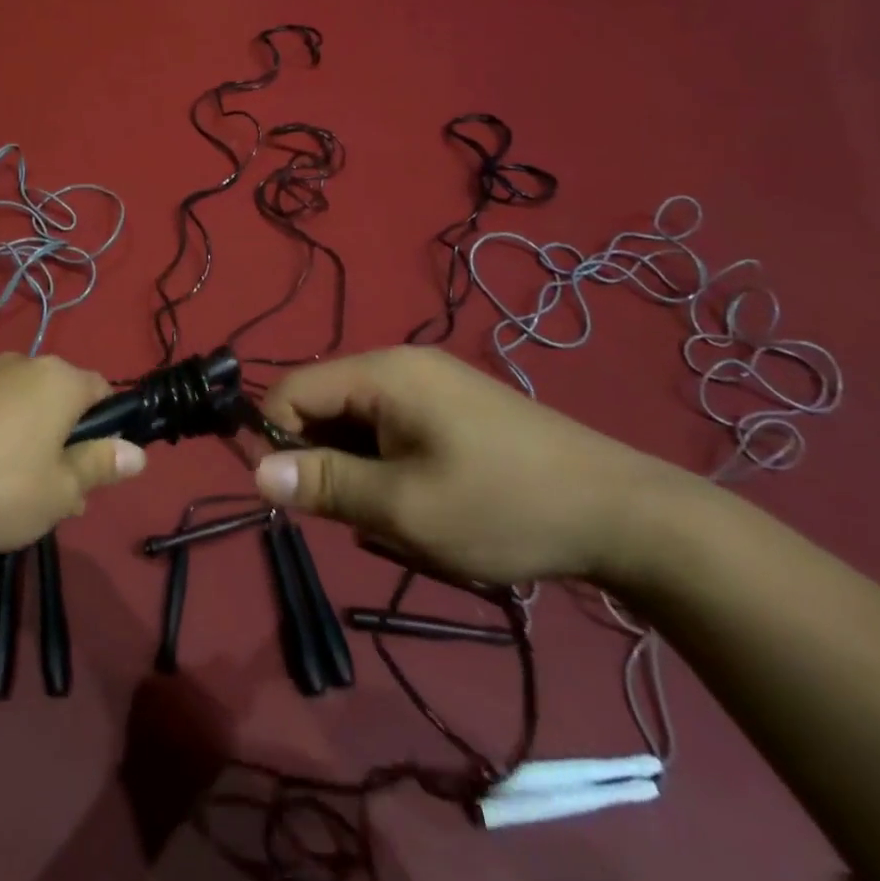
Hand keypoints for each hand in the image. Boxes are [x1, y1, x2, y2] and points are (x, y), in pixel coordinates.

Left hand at [0, 353, 144, 564]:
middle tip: (54, 494)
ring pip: (23, 406)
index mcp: (58, 380)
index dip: (107, 430)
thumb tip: (138, 451)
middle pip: (61, 400)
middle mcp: (22, 363)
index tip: (92, 470)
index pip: (103, 391)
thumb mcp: (60, 491)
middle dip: (65, 442)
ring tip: (10, 493)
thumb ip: (102, 466)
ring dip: (29, 441)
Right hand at [254, 346, 680, 585]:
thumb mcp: (404, 507)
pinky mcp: (452, 407)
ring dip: (357, 469)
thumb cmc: (504, 506)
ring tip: (395, 513)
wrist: (624, 515)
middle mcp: (400, 365)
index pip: (291, 392)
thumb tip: (254, 472)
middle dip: (323, 460)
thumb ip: (324, 484)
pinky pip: (390, 428)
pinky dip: (386, 465)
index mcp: (382, 373)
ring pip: (356, 422)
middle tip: (356, 515)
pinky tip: (420, 501)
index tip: (293, 499)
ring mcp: (430, 384)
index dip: (275, 441)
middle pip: (323, 404)